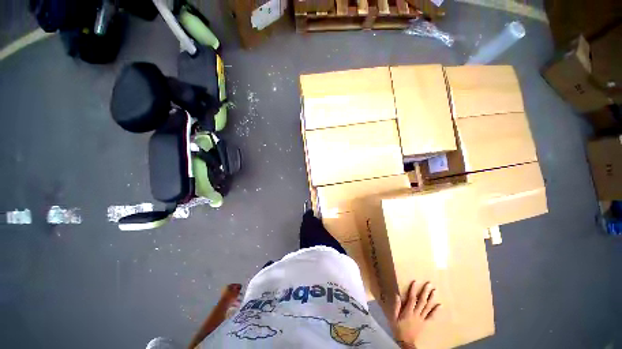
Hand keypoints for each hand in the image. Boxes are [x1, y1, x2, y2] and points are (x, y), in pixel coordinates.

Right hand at [390, 281, 439, 348]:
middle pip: (422, 301)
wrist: (406, 342)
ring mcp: (422, 318)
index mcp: (408, 311)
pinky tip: (439, 305)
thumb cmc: (398, 328)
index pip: (411, 298)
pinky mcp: (425, 323)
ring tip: (434, 291)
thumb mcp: (393, 317)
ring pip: (427, 307)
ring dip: (431, 298)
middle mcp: (416, 313)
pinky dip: (436, 311)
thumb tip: (397, 295)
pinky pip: (431, 316)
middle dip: (425, 292)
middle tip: (429, 284)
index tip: (415, 281)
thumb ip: (396, 307)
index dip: (413, 289)